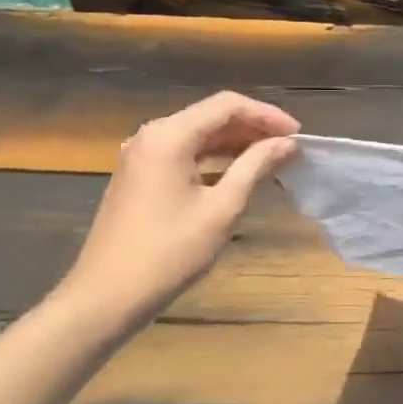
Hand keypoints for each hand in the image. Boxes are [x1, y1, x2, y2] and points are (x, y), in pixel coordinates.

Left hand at [61, 92, 299, 318]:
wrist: (105, 298)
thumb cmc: (169, 252)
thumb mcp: (222, 208)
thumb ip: (255, 166)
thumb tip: (287, 143)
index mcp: (169, 136)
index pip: (227, 105)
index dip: (267, 115)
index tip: (297, 135)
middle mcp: (152, 136)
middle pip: (211, 116)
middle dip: (253, 128)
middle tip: (289, 147)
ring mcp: (141, 156)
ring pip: (198, 134)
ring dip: (236, 143)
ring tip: (272, 159)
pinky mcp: (138, 176)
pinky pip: (184, 153)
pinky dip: (214, 158)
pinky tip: (238, 174)